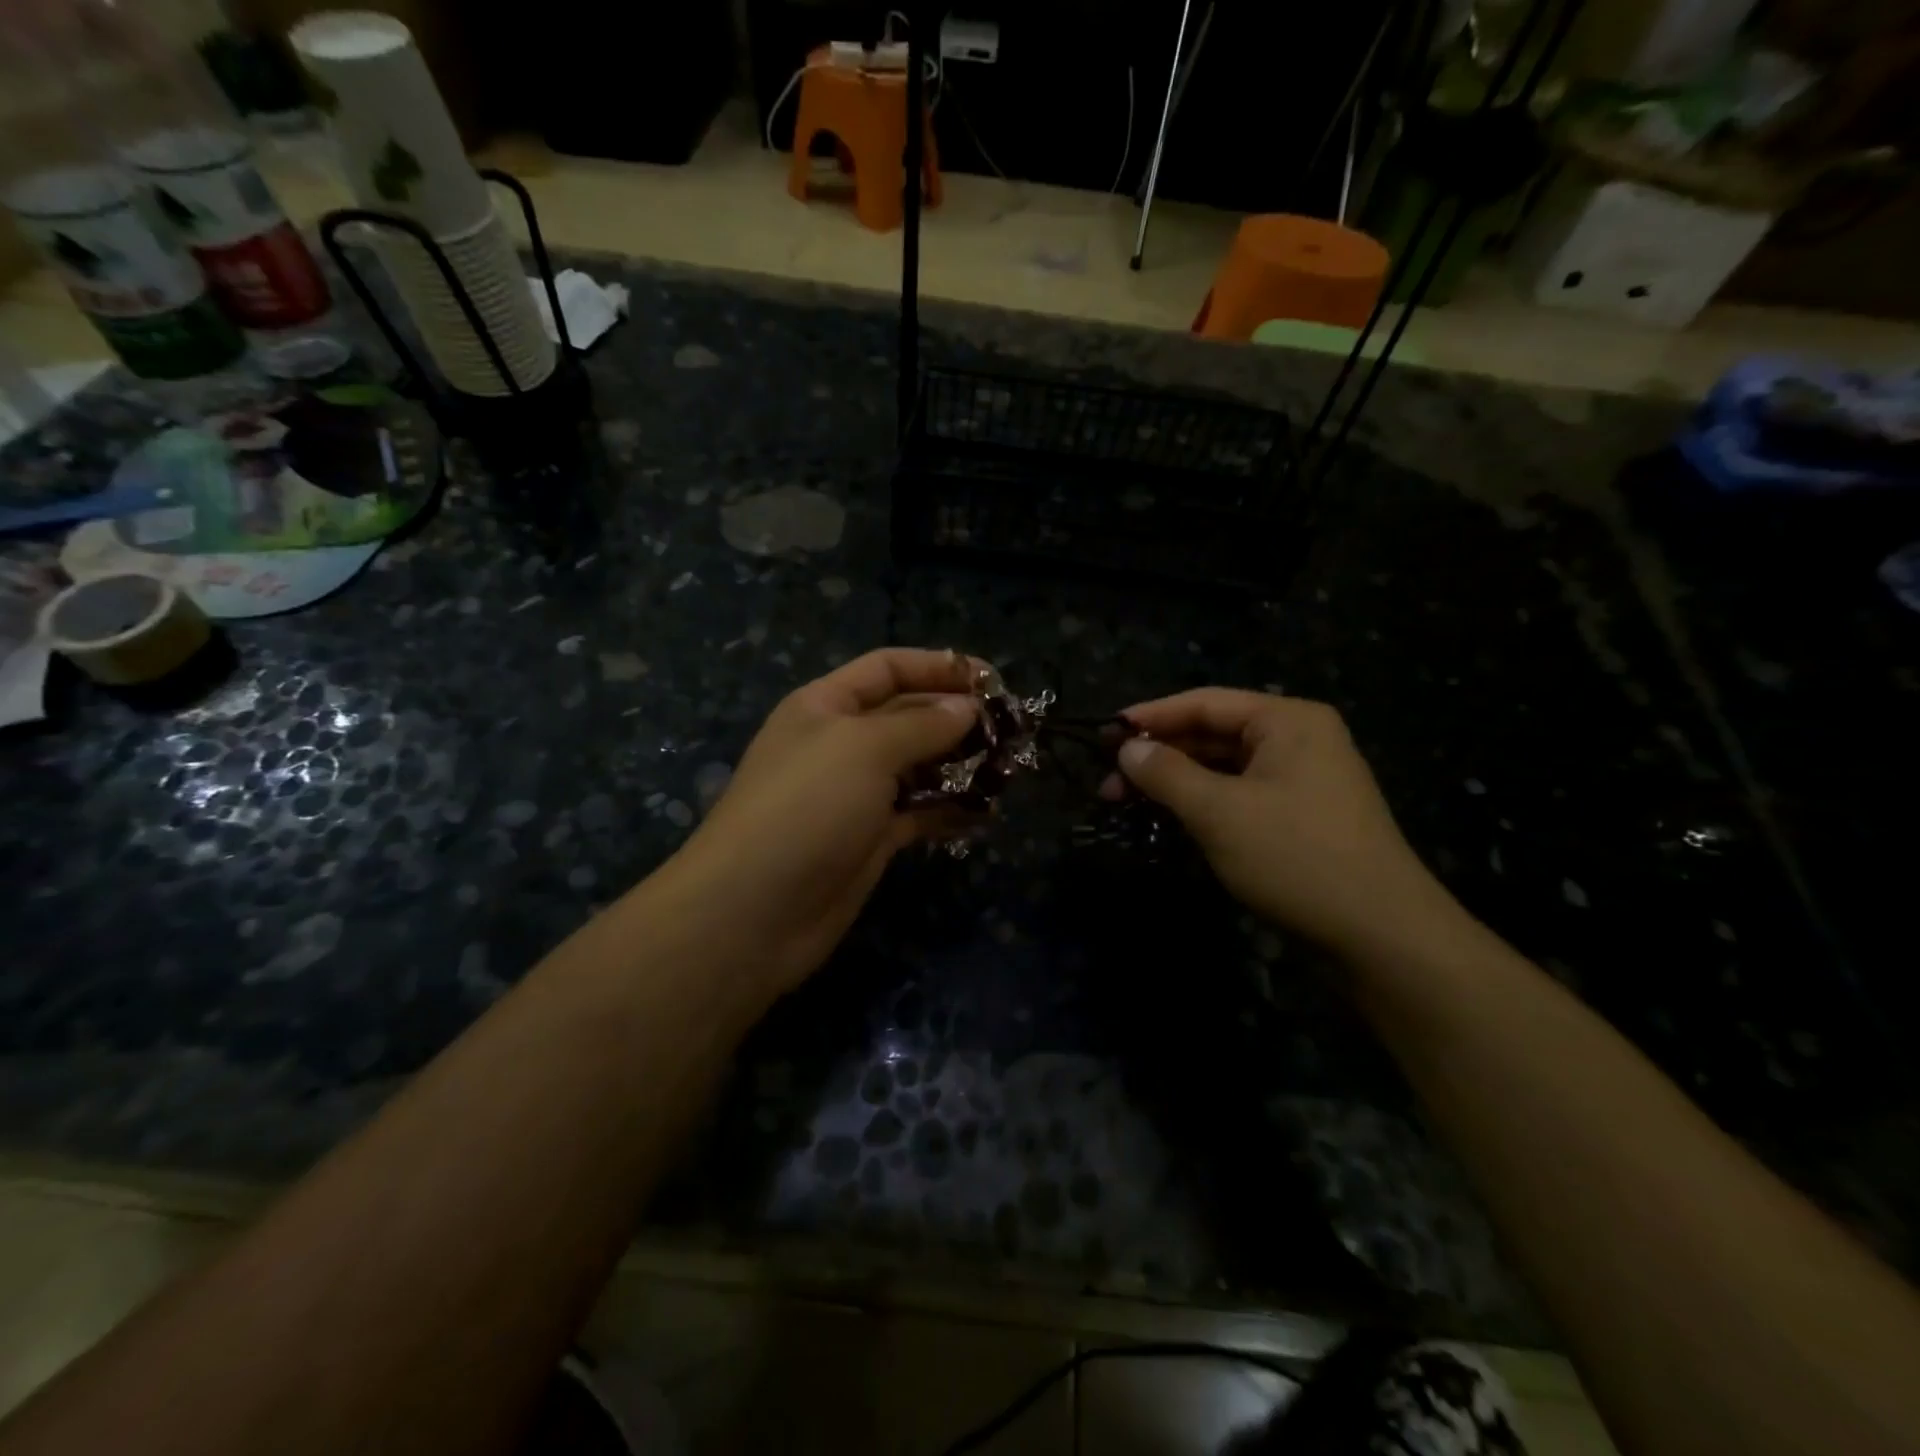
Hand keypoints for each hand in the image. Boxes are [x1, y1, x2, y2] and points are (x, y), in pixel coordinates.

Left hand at [662, 648, 980, 993]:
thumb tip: (967, 709)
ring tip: (1010, 770)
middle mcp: (841, 744)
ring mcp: (856, 794)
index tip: (993, 680)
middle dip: (958, 718)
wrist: (754, 912)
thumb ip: (922, 724)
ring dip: (961, 766)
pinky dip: (951, 811)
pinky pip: (920, 814)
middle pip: (908, 716)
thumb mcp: (864, 748)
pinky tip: (988, 813)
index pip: (888, 668)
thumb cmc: (806, 808)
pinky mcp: (871, 839)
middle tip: (1013, 730)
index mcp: (826, 705)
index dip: (938, 667)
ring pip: (919, 767)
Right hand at [1109, 689, 1459, 957]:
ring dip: (1177, 781)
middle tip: (1108, 781)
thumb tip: (1126, 749)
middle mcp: (1299, 739)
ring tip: (1128, 802)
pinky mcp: (1302, 815)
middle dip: (1160, 755)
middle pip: (1213, 733)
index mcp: (1287, 720)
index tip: (1103, 734)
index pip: (1204, 703)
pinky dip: (1204, 802)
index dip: (1151, 716)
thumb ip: (1167, 774)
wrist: (1381, 933)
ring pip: (1224, 767)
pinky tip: (1172, 818)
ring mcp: (1304, 778)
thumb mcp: (1219, 812)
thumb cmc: (1296, 857)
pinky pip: (1241, 794)